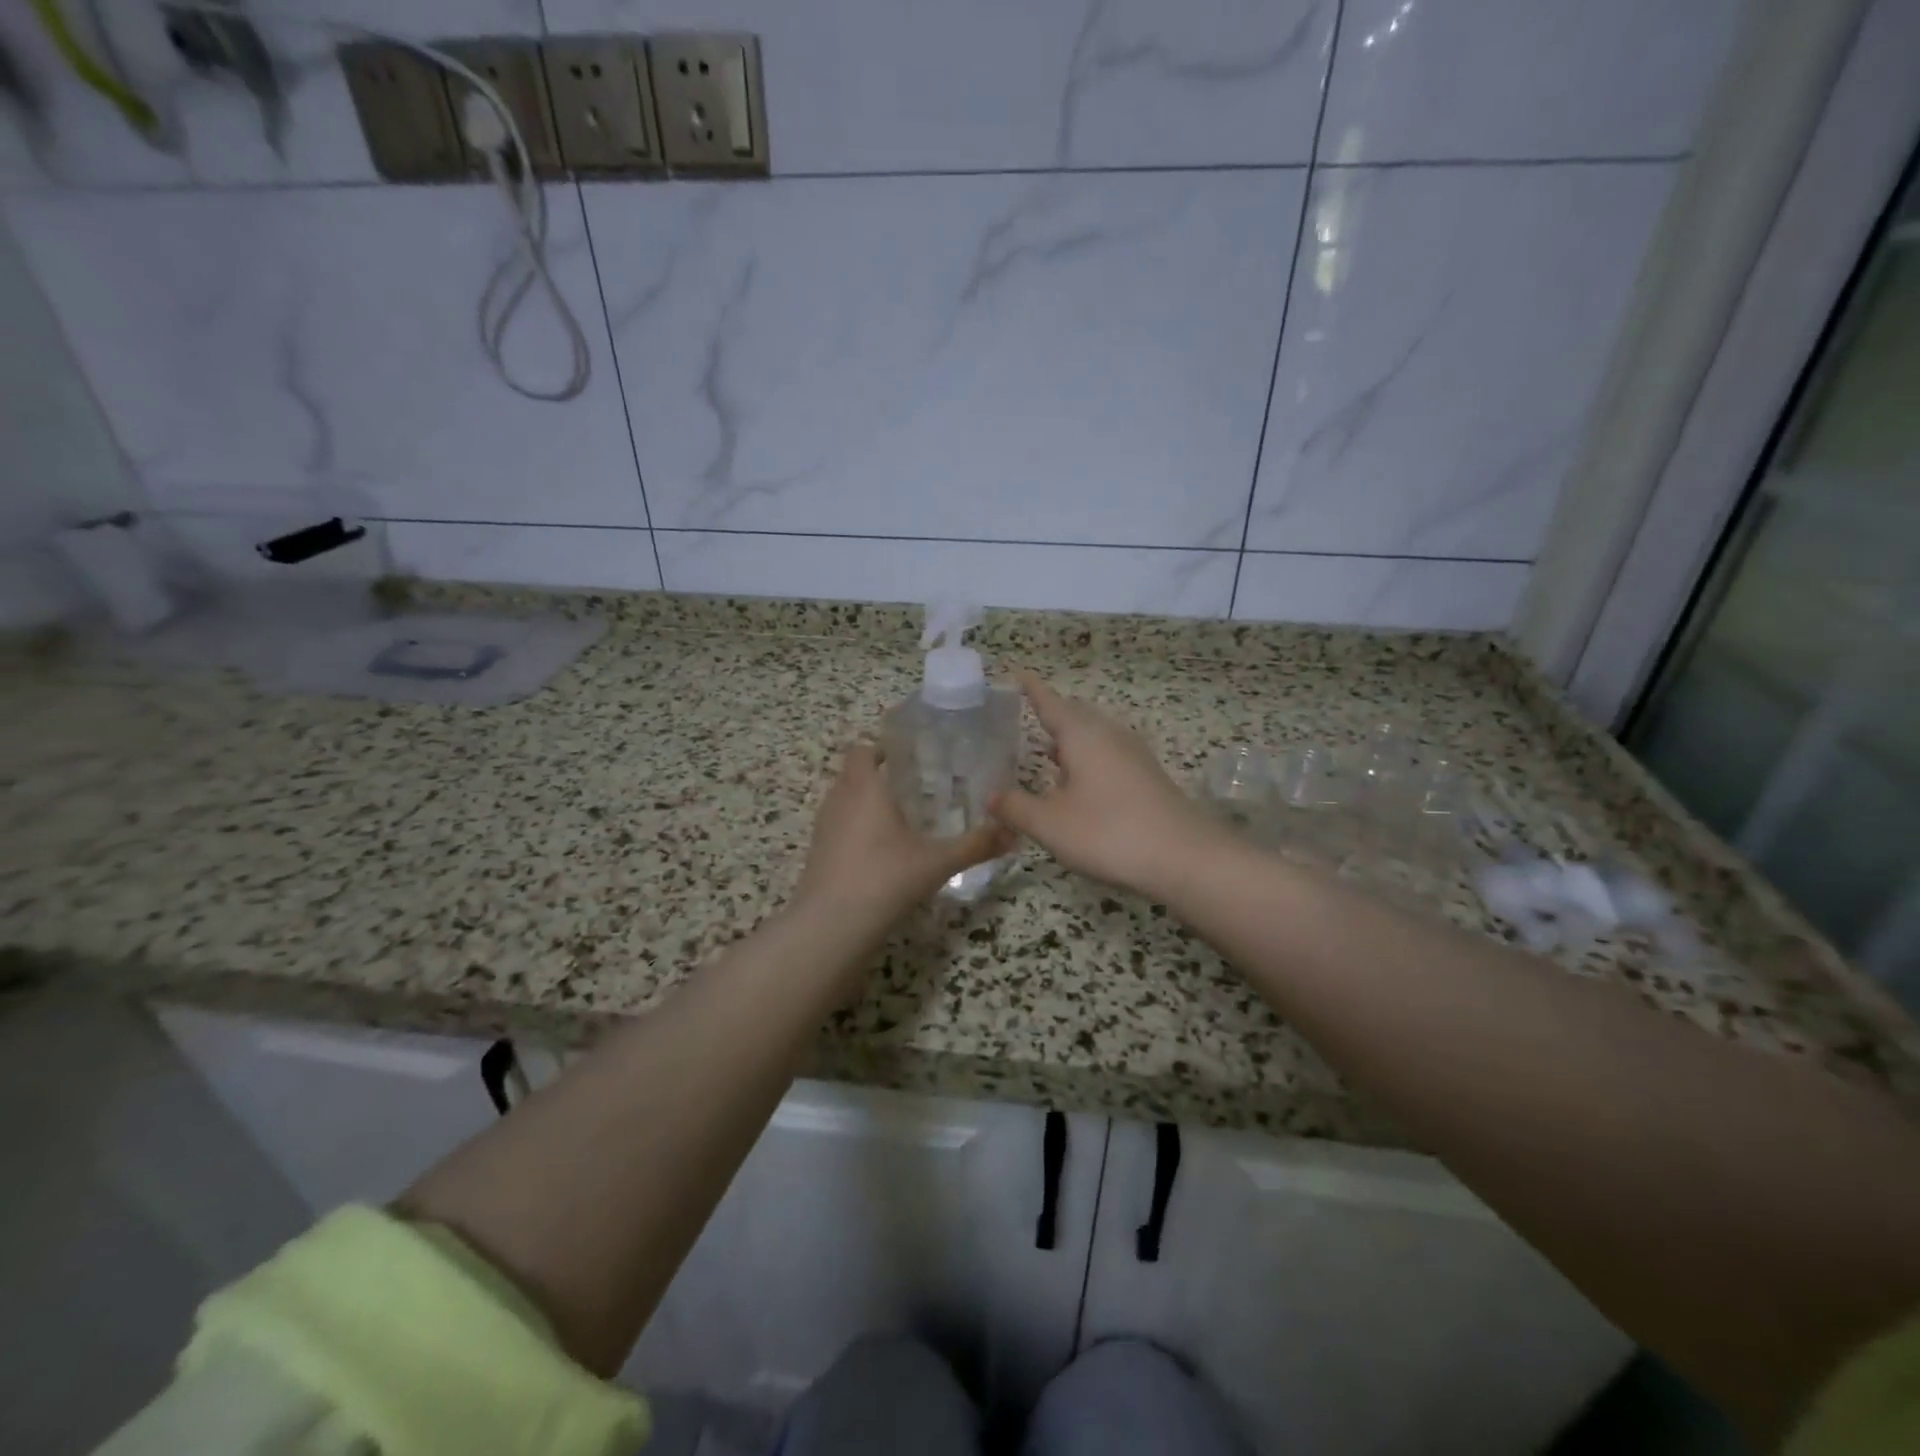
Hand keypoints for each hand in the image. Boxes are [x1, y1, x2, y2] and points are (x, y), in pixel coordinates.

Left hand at [792, 742, 1012, 932]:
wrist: (831, 926)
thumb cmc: (885, 878)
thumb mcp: (938, 862)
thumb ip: (976, 845)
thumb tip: (1013, 834)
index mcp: (865, 788)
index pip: (862, 750)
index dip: (880, 748)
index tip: (908, 757)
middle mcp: (839, 800)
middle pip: (853, 774)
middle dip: (878, 776)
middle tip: (914, 788)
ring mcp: (823, 828)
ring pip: (843, 801)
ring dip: (865, 804)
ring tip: (899, 819)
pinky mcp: (817, 854)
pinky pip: (837, 828)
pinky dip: (855, 830)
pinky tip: (880, 852)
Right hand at [990, 672, 1219, 897]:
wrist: (1185, 857)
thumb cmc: (1109, 833)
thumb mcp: (1050, 824)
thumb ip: (1016, 807)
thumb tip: (991, 796)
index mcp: (1083, 735)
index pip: (1050, 702)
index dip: (1031, 688)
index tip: (1017, 672)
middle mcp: (1109, 735)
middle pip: (1075, 714)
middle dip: (1051, 713)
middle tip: (1025, 716)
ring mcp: (1133, 754)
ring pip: (1094, 735)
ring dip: (1070, 739)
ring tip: (1047, 750)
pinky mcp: (1146, 776)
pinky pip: (1108, 754)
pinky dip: (1086, 758)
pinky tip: (1079, 782)